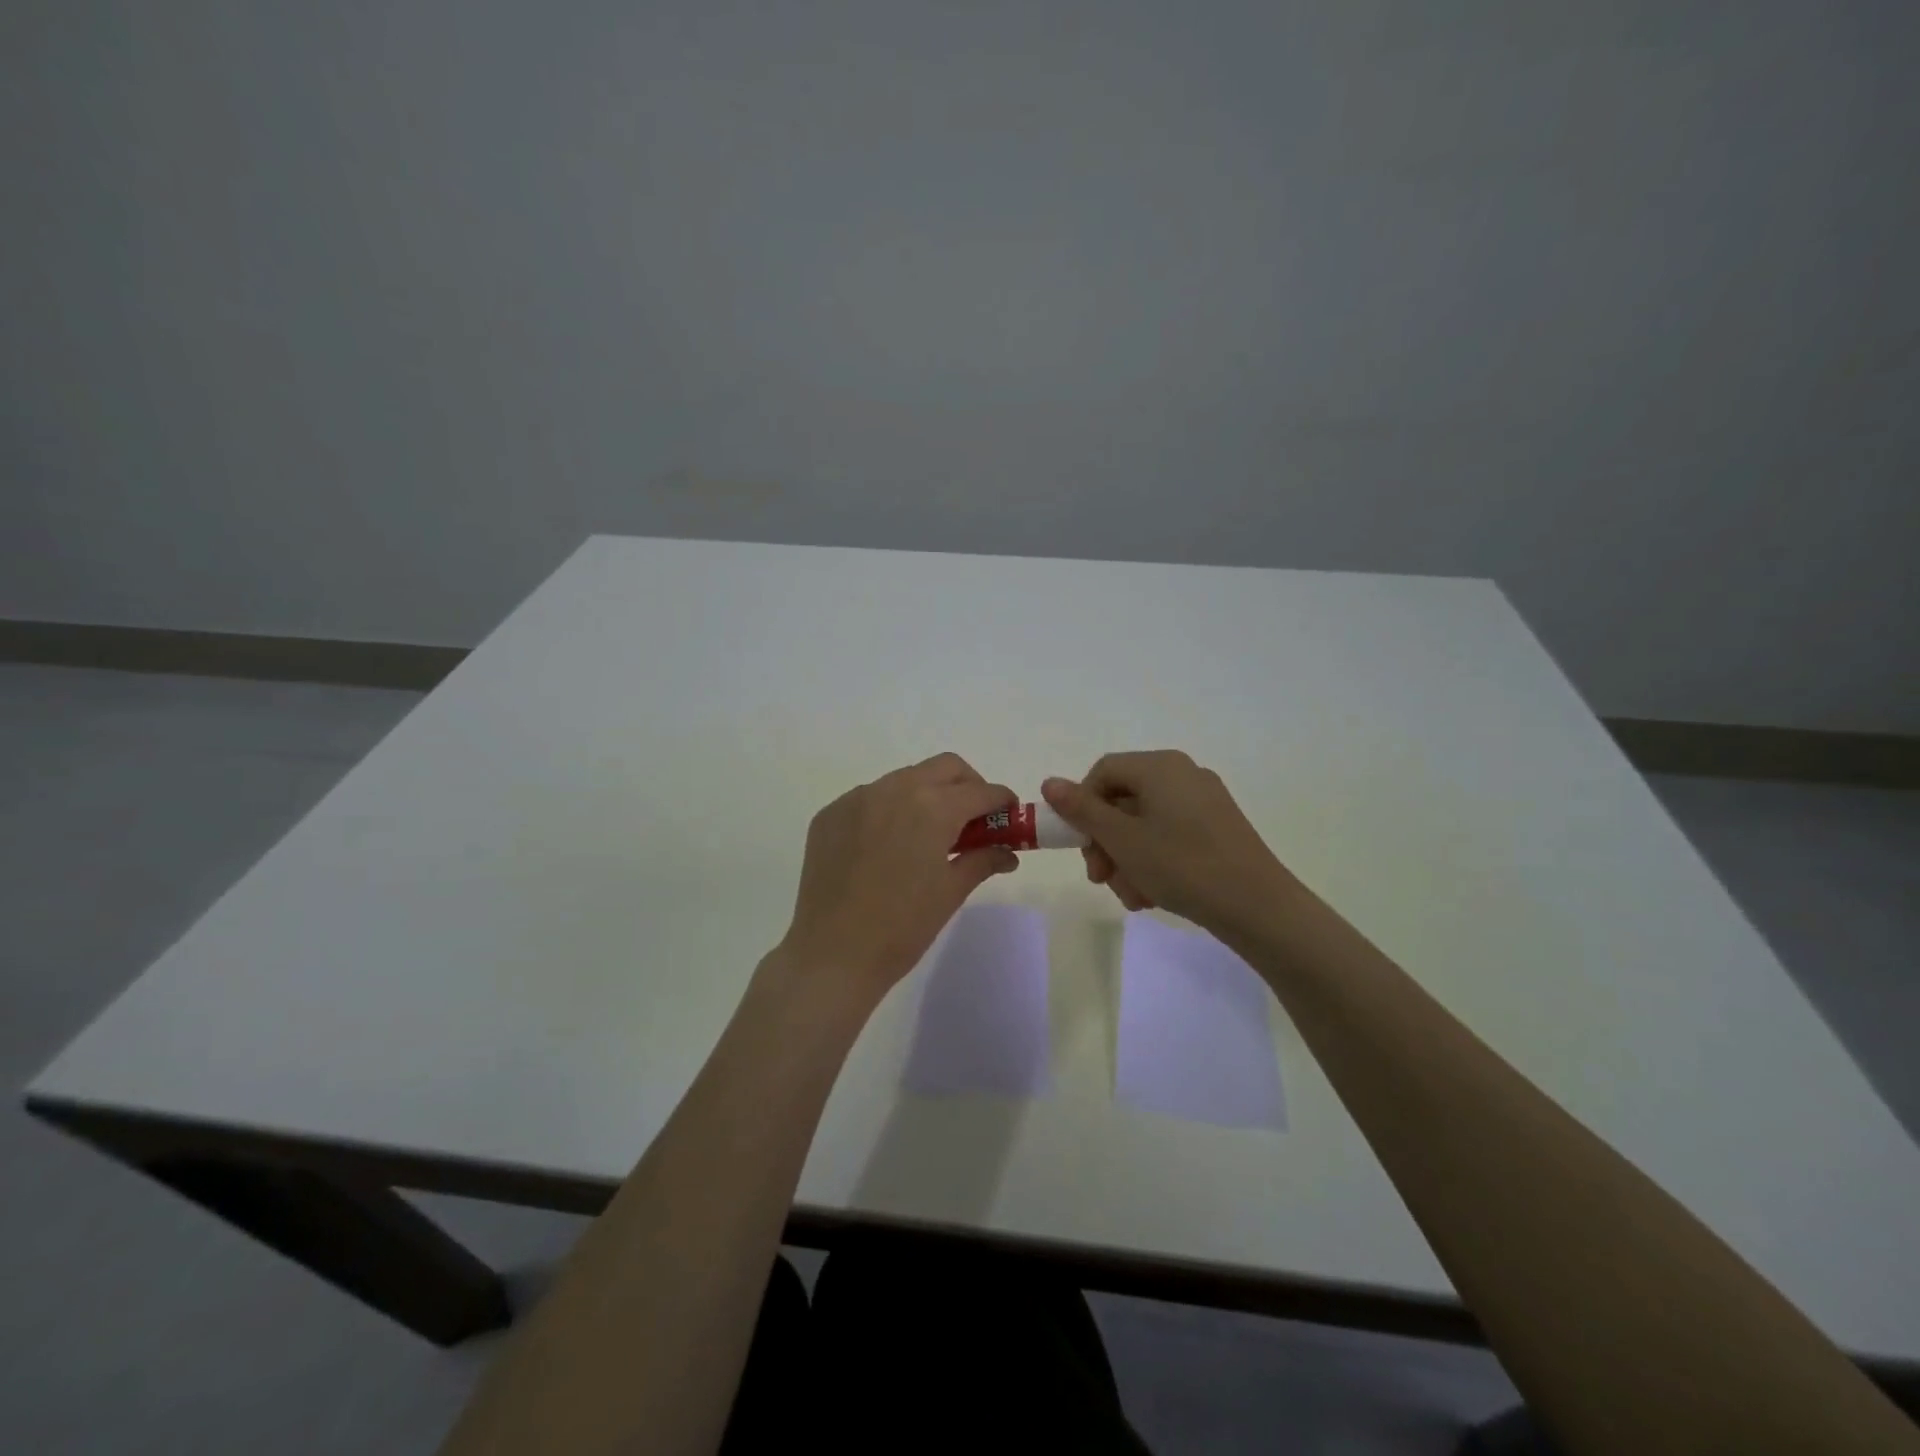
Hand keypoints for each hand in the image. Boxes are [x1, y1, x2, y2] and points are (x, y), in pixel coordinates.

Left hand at [777, 754, 1018, 1002]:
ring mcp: (857, 798)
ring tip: (927, 834)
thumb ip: (982, 860)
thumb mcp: (951, 892)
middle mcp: (895, 789)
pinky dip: (889, 809)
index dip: (1001, 801)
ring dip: (926, 794)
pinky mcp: (831, 813)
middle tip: (972, 818)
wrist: (832, 954)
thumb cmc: (902, 927)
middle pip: (945, 768)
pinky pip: (870, 797)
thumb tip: (1008, 853)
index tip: (1009, 814)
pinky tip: (887, 845)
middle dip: (967, 785)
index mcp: (932, 808)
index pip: (980, 791)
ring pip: (905, 778)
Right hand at [1041, 751, 1290, 936]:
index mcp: (1160, 766)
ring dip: (1127, 859)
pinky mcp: (1218, 828)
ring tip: (1132, 896)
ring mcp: (1204, 801)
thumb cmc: (1182, 865)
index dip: (1082, 805)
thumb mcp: (1122, 839)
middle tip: (1101, 878)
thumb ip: (1082, 810)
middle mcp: (1183, 774)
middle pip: (1123, 800)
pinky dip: (1154, 861)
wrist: (1258, 907)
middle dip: (1105, 842)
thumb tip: (1050, 783)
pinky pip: (1170, 835)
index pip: (1103, 771)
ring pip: (1144, 824)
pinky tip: (1153, 895)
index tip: (1081, 844)